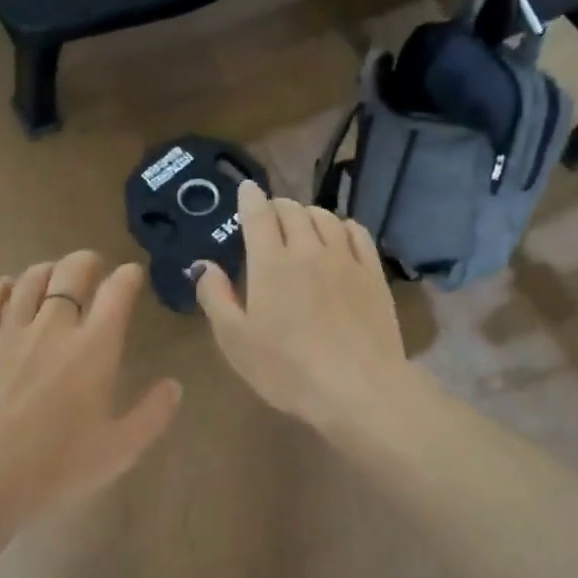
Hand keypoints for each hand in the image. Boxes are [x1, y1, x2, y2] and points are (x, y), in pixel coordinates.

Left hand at [0, 251, 181, 523]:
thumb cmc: (54, 467)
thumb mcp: (118, 451)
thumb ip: (151, 415)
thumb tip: (174, 385)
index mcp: (94, 348)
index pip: (116, 293)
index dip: (128, 277)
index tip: (132, 274)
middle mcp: (53, 328)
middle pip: (70, 273)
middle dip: (86, 262)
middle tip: (94, 268)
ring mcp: (10, 334)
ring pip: (29, 281)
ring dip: (46, 270)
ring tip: (54, 275)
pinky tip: (5, 287)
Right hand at [193, 181, 409, 431]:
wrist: (358, 388)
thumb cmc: (286, 369)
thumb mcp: (235, 341)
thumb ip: (215, 298)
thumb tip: (204, 265)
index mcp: (270, 263)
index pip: (258, 214)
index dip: (250, 197)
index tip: (246, 189)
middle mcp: (308, 250)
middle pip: (292, 210)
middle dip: (277, 205)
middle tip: (269, 215)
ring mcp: (345, 259)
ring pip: (325, 217)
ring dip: (308, 213)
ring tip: (301, 224)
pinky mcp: (373, 274)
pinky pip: (357, 233)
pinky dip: (342, 226)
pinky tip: (338, 235)